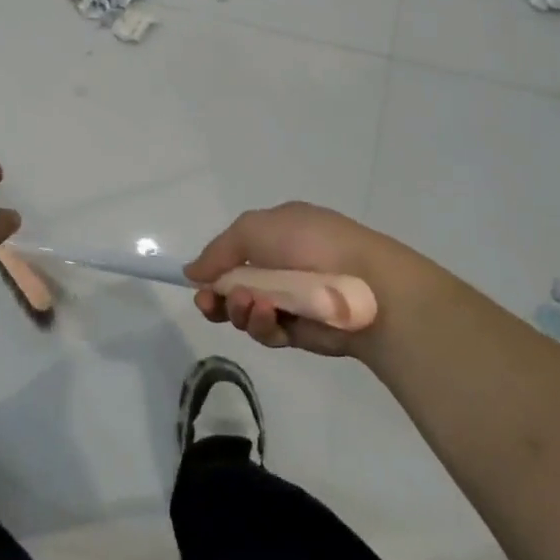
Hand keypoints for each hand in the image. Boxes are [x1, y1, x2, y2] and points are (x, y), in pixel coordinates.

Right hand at [184, 202, 451, 358]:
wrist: (367, 285)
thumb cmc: (310, 244)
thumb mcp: (253, 228)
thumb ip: (218, 250)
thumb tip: (191, 271)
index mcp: (278, 233)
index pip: (236, 252)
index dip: (214, 269)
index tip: (197, 283)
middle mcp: (284, 265)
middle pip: (236, 286)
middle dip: (218, 296)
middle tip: (208, 303)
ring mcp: (293, 299)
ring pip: (248, 312)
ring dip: (240, 309)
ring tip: (249, 304)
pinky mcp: (302, 331)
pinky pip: (270, 331)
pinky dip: (263, 325)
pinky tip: (268, 316)